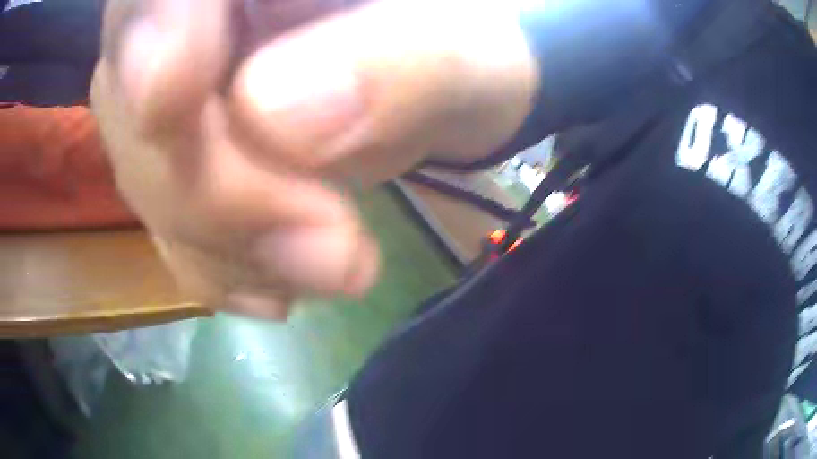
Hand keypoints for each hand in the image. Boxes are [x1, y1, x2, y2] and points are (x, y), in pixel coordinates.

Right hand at [92, 0, 537, 318]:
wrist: (454, 76)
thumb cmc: (478, 47)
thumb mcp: (472, 54)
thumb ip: (401, 62)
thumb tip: (277, 115)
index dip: (145, 34)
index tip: (169, 101)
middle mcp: (201, 13)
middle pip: (132, 93)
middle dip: (206, 188)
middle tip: (331, 254)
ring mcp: (185, 82)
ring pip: (146, 169)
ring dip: (224, 244)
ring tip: (337, 268)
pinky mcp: (193, 150)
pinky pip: (171, 219)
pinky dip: (219, 267)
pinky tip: (284, 283)